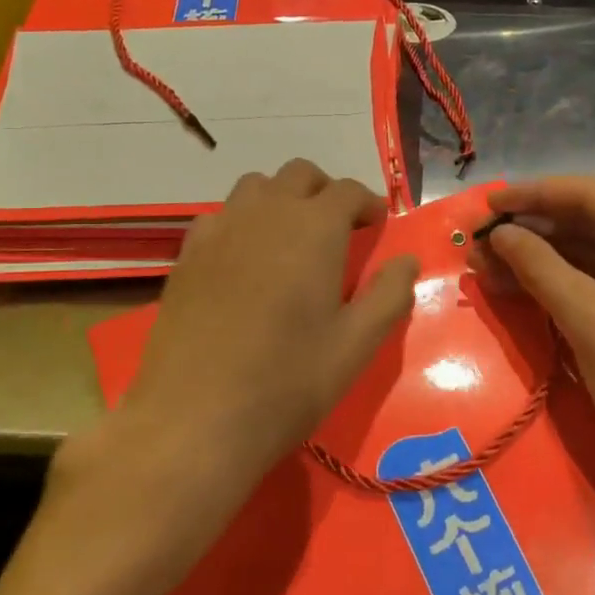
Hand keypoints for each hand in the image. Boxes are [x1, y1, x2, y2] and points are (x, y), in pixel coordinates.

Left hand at [118, 160, 419, 484]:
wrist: (194, 419)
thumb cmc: (287, 382)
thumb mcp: (355, 346)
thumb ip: (389, 295)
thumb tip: (407, 260)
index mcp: (315, 229)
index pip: (348, 191)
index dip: (368, 203)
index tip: (377, 226)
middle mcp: (266, 213)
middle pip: (300, 175)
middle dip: (326, 192)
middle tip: (339, 229)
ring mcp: (220, 230)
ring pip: (256, 187)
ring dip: (282, 199)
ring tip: (291, 239)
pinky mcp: (187, 255)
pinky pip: (220, 216)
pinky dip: (242, 222)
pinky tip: (244, 260)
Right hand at [474, 177, 594, 519]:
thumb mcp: (589, 324)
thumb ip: (540, 268)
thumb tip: (499, 232)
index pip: (586, 194)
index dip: (531, 194)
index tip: (483, 207)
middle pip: (587, 221)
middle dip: (530, 230)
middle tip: (476, 245)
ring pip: (589, 253)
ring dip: (539, 258)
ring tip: (485, 268)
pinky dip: (559, 283)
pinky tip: (519, 290)